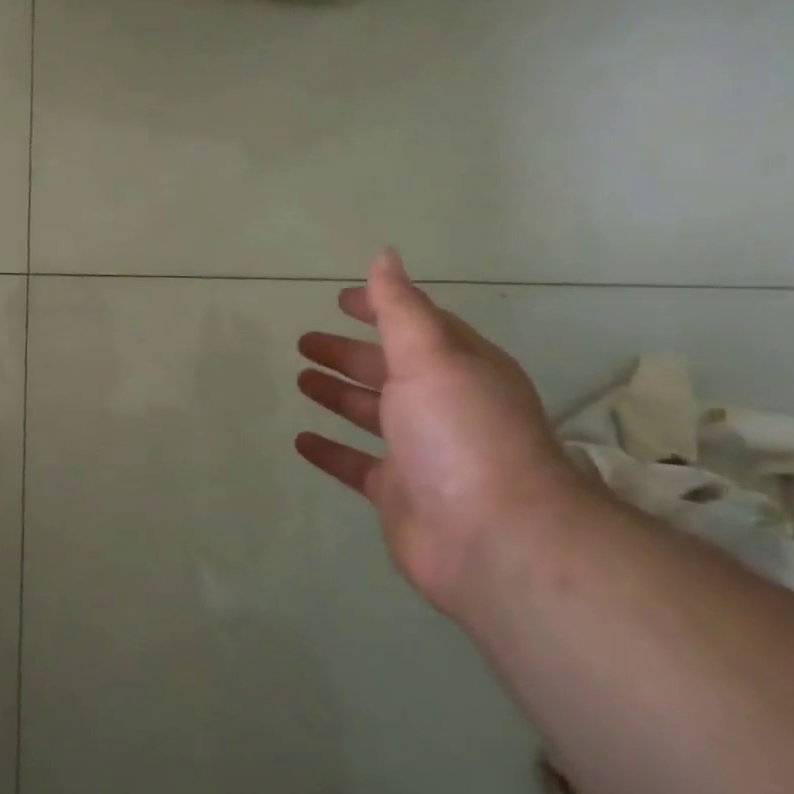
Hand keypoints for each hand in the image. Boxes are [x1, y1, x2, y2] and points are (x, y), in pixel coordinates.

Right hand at [295, 250, 590, 619]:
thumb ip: (400, 308)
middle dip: (349, 352)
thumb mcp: (431, 355)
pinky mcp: (398, 493)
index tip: (340, 298)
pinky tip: (300, 440)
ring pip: (371, 414)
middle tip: (305, 341)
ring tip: (301, 378)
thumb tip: (385, 256)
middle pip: (388, 369)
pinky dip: (329, 450)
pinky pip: (356, 463)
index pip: (416, 326)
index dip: (380, 308)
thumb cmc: (461, 431)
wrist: (493, 537)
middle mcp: (442, 405)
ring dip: (338, 394)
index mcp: (458, 367)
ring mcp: (420, 452)